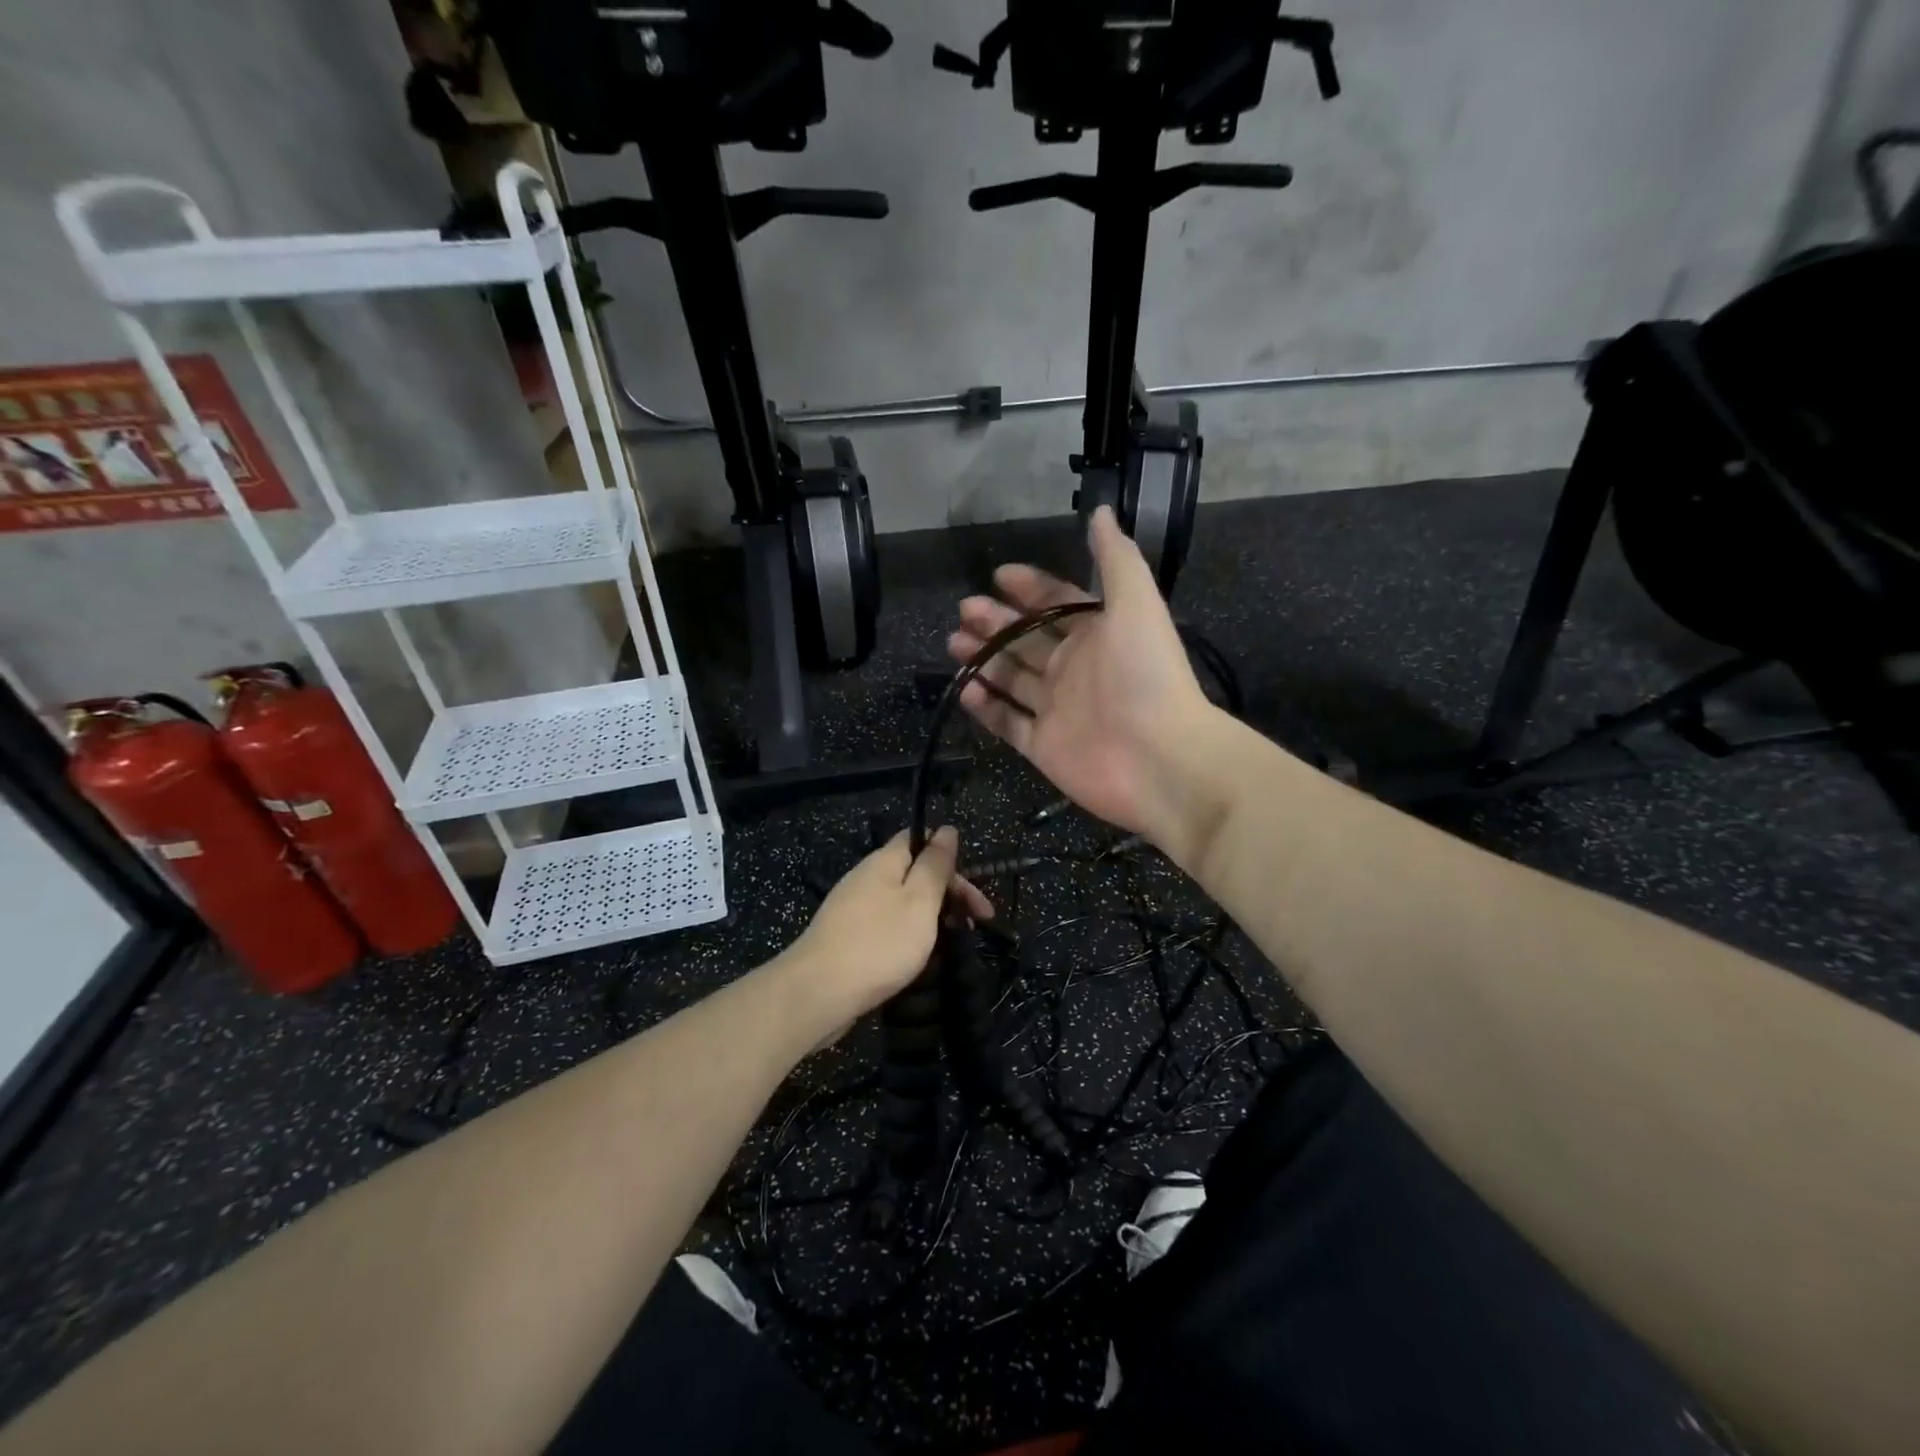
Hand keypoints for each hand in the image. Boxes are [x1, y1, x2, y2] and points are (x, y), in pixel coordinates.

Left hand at [780, 828, 992, 1027]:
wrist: (818, 993)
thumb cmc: (879, 943)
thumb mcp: (919, 900)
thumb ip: (935, 865)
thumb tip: (947, 829)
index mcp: (884, 862)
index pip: (919, 839)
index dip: (950, 858)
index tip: (974, 893)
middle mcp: (866, 878)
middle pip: (914, 873)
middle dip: (948, 893)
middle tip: (977, 923)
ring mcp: (853, 909)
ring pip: (902, 902)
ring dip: (932, 917)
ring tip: (953, 943)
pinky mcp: (847, 938)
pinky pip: (887, 926)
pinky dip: (909, 936)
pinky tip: (918, 958)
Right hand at [948, 507, 1213, 840]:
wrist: (1161, 758)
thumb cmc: (1146, 675)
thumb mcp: (1136, 603)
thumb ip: (1115, 558)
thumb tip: (1100, 511)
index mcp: (1096, 634)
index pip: (1057, 604)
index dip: (1030, 588)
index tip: (997, 575)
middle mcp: (1074, 669)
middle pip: (1026, 640)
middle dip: (995, 623)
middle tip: (964, 611)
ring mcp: (1056, 710)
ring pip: (1011, 679)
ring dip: (983, 659)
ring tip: (954, 644)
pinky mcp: (1043, 746)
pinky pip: (1008, 723)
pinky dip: (986, 707)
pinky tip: (965, 688)